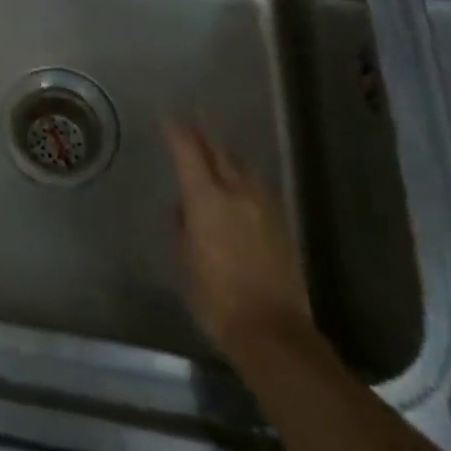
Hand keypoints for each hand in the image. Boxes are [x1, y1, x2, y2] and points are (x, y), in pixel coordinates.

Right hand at [165, 120, 310, 356]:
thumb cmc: (216, 299)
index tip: (168, 117)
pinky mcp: (281, 225)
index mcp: (206, 198)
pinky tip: (239, 189)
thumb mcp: (186, 263)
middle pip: (218, 152)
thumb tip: (184, 209)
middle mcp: (236, 192)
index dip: (177, 131)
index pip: (188, 151)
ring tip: (215, 156)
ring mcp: (263, 207)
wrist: (273, 333)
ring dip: (226, 157)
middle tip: (191, 126)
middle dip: (203, 138)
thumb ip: (183, 228)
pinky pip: (257, 188)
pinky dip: (243, 180)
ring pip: (242, 167)